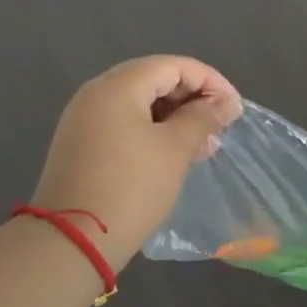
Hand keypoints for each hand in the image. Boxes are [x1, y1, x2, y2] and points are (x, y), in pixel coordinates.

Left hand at [32, 56, 242, 272]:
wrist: (72, 240)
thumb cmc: (131, 187)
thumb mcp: (175, 149)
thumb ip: (203, 118)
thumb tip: (226, 103)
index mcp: (118, 86)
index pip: (174, 66)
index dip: (210, 81)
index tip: (235, 109)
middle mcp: (97, 93)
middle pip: (155, 79)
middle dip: (193, 99)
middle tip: (220, 126)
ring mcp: (85, 118)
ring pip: (140, 103)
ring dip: (175, 117)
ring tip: (204, 144)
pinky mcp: (82, 143)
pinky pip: (125, 123)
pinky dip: (153, 130)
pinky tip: (175, 153)